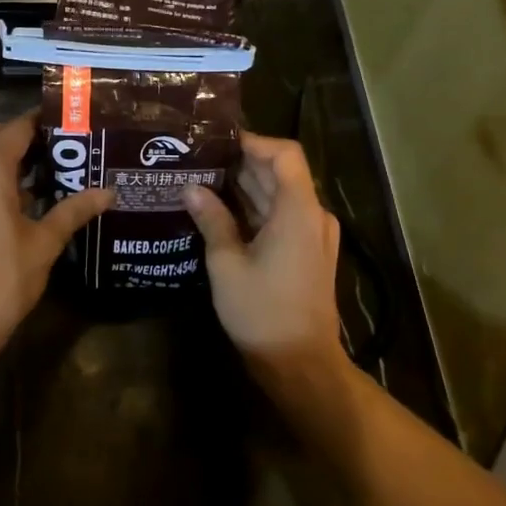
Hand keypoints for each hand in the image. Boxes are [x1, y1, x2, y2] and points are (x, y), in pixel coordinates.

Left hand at [0, 112, 113, 358]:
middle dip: (26, 135)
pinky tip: (28, 195)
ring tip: (53, 166)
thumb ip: (74, 210)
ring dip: (11, 155)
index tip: (72, 121)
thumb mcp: (45, 242)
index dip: (43, 121)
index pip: (17, 128)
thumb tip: (108, 192)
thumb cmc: (3, 277)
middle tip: (64, 143)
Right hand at [184, 132, 344, 389]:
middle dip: (242, 163)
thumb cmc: (262, 312)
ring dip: (246, 187)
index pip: (285, 154)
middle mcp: (313, 216)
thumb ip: (212, 220)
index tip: (218, 142)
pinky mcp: (309, 252)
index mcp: (299, 211)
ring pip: (280, 196)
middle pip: (281, 173)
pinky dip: (255, 210)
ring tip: (203, 180)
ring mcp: (314, 235)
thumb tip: (192, 188)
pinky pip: (283, 217)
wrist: (300, 363)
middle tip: (200, 159)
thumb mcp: (227, 263)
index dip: (254, 142)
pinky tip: (221, 212)